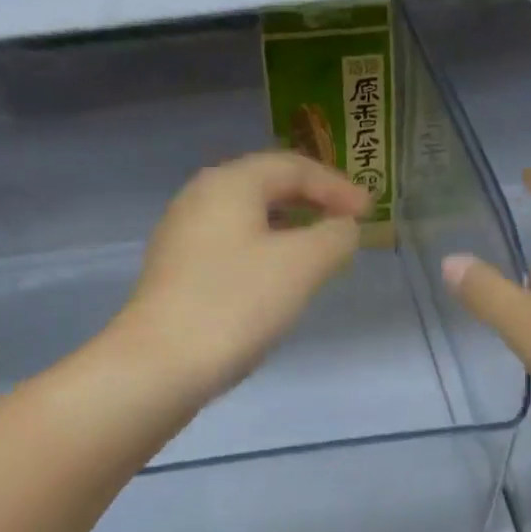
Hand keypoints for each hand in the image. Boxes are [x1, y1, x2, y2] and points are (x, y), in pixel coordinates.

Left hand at [115, 151, 370, 401]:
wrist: (161, 365)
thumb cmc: (235, 304)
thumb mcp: (301, 265)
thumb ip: (333, 237)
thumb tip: (343, 228)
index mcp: (229, 183)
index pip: (292, 166)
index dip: (336, 186)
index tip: (370, 212)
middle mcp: (200, 199)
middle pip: (266, 187)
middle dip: (311, 203)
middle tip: (346, 226)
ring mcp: (182, 237)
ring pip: (247, 220)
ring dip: (288, 230)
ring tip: (318, 254)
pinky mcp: (177, 273)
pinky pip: (231, 248)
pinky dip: (264, 253)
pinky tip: (277, 282)